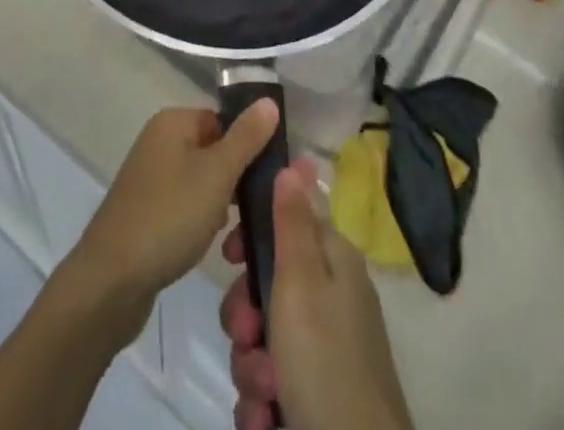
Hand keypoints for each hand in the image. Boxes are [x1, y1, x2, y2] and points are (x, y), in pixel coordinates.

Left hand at [66, 102, 279, 310]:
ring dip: (222, 206)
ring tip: (236, 236)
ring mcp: (151, 177)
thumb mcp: (217, 174)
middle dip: (237, 181)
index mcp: (173, 122)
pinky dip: (201, 221)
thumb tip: (269, 100)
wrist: (112, 278)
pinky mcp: (147, 210)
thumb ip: (246, 138)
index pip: (223, 120)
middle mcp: (159, 141)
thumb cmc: (169, 215)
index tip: (271, 177)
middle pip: (214, 151)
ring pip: (202, 182)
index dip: (249, 144)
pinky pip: (186, 205)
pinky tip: (211, 245)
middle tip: (256, 211)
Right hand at [221, 162, 413, 429]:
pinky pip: (269, 383)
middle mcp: (330, 300)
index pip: (286, 223)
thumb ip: (292, 220)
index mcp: (334, 262)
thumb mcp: (302, 279)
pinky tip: (267, 417)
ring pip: (261, 339)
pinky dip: (262, 401)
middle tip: (246, 334)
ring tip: (264, 391)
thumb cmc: (324, 358)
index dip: (252, 236)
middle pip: (266, 286)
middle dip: (244, 315)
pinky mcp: (312, 396)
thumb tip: (297, 159)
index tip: (229, 256)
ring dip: (250, 365)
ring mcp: (322, 352)